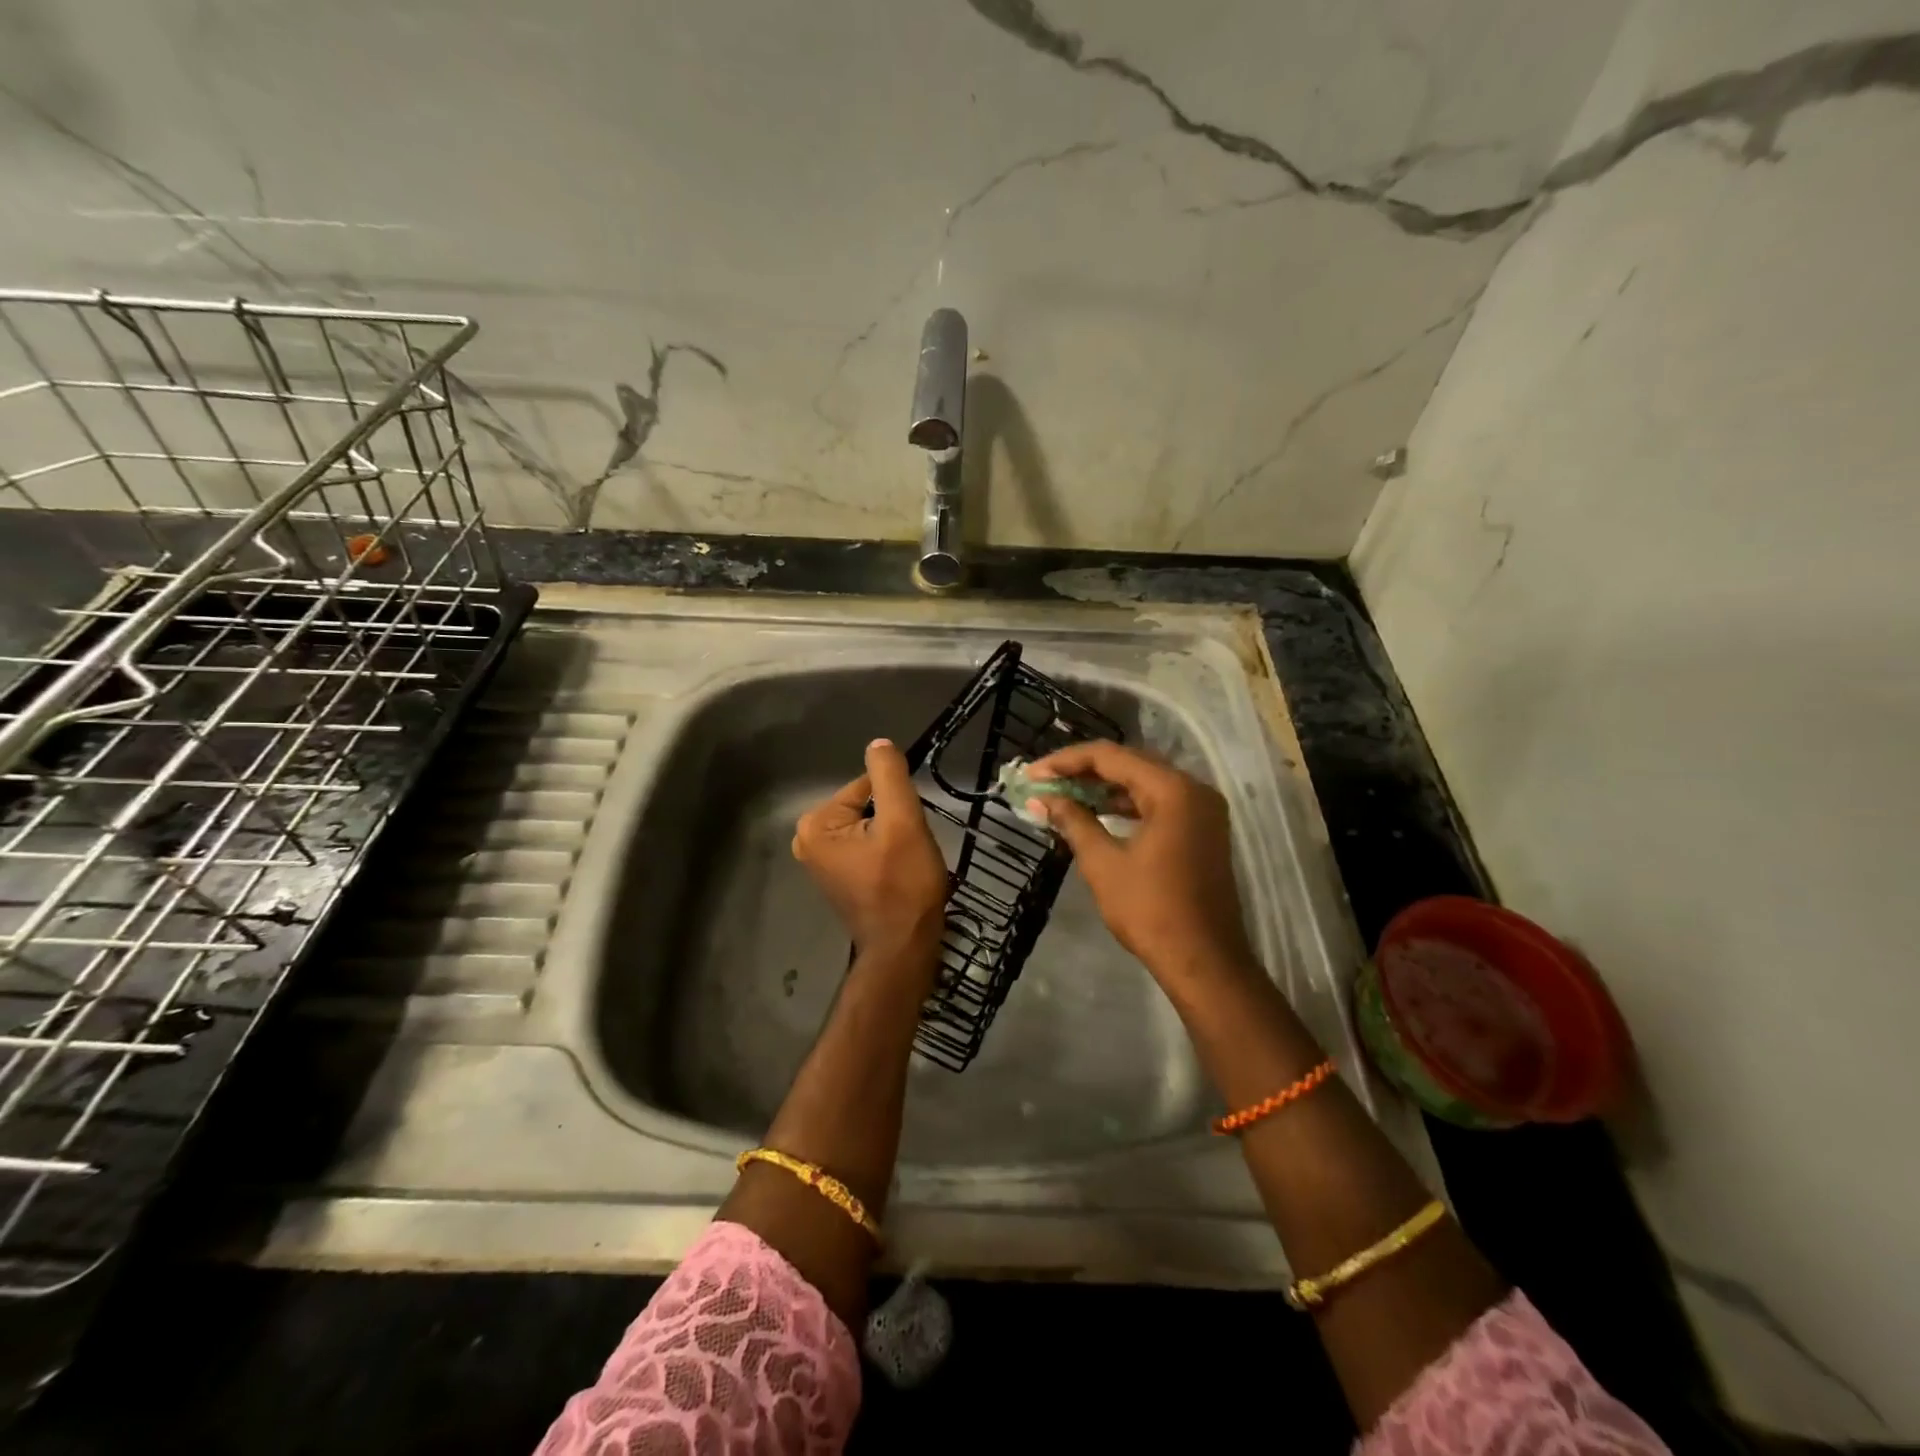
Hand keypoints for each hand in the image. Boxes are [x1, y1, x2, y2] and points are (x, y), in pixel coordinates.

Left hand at [793, 738, 948, 959]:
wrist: (904, 947)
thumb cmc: (903, 884)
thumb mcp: (903, 822)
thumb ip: (889, 776)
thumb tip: (878, 744)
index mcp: (816, 824)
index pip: (866, 787)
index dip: (896, 802)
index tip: (909, 830)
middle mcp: (808, 840)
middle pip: (866, 806)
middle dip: (893, 821)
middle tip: (907, 850)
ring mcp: (821, 862)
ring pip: (870, 827)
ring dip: (893, 838)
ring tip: (904, 863)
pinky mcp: (838, 878)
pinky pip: (867, 847)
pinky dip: (886, 854)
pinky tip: (898, 874)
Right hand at [1024, 741, 1256, 988]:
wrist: (1204, 961)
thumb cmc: (1151, 910)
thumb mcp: (1103, 863)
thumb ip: (1073, 821)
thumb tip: (1043, 799)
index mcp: (1172, 790)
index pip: (1110, 756)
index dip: (1066, 761)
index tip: (1033, 774)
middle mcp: (1193, 789)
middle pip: (1130, 764)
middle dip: (1083, 771)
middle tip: (1044, 781)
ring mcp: (1202, 810)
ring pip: (1144, 783)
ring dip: (1103, 788)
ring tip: (1063, 795)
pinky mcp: (1202, 830)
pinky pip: (1158, 803)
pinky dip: (1126, 805)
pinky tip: (1096, 813)